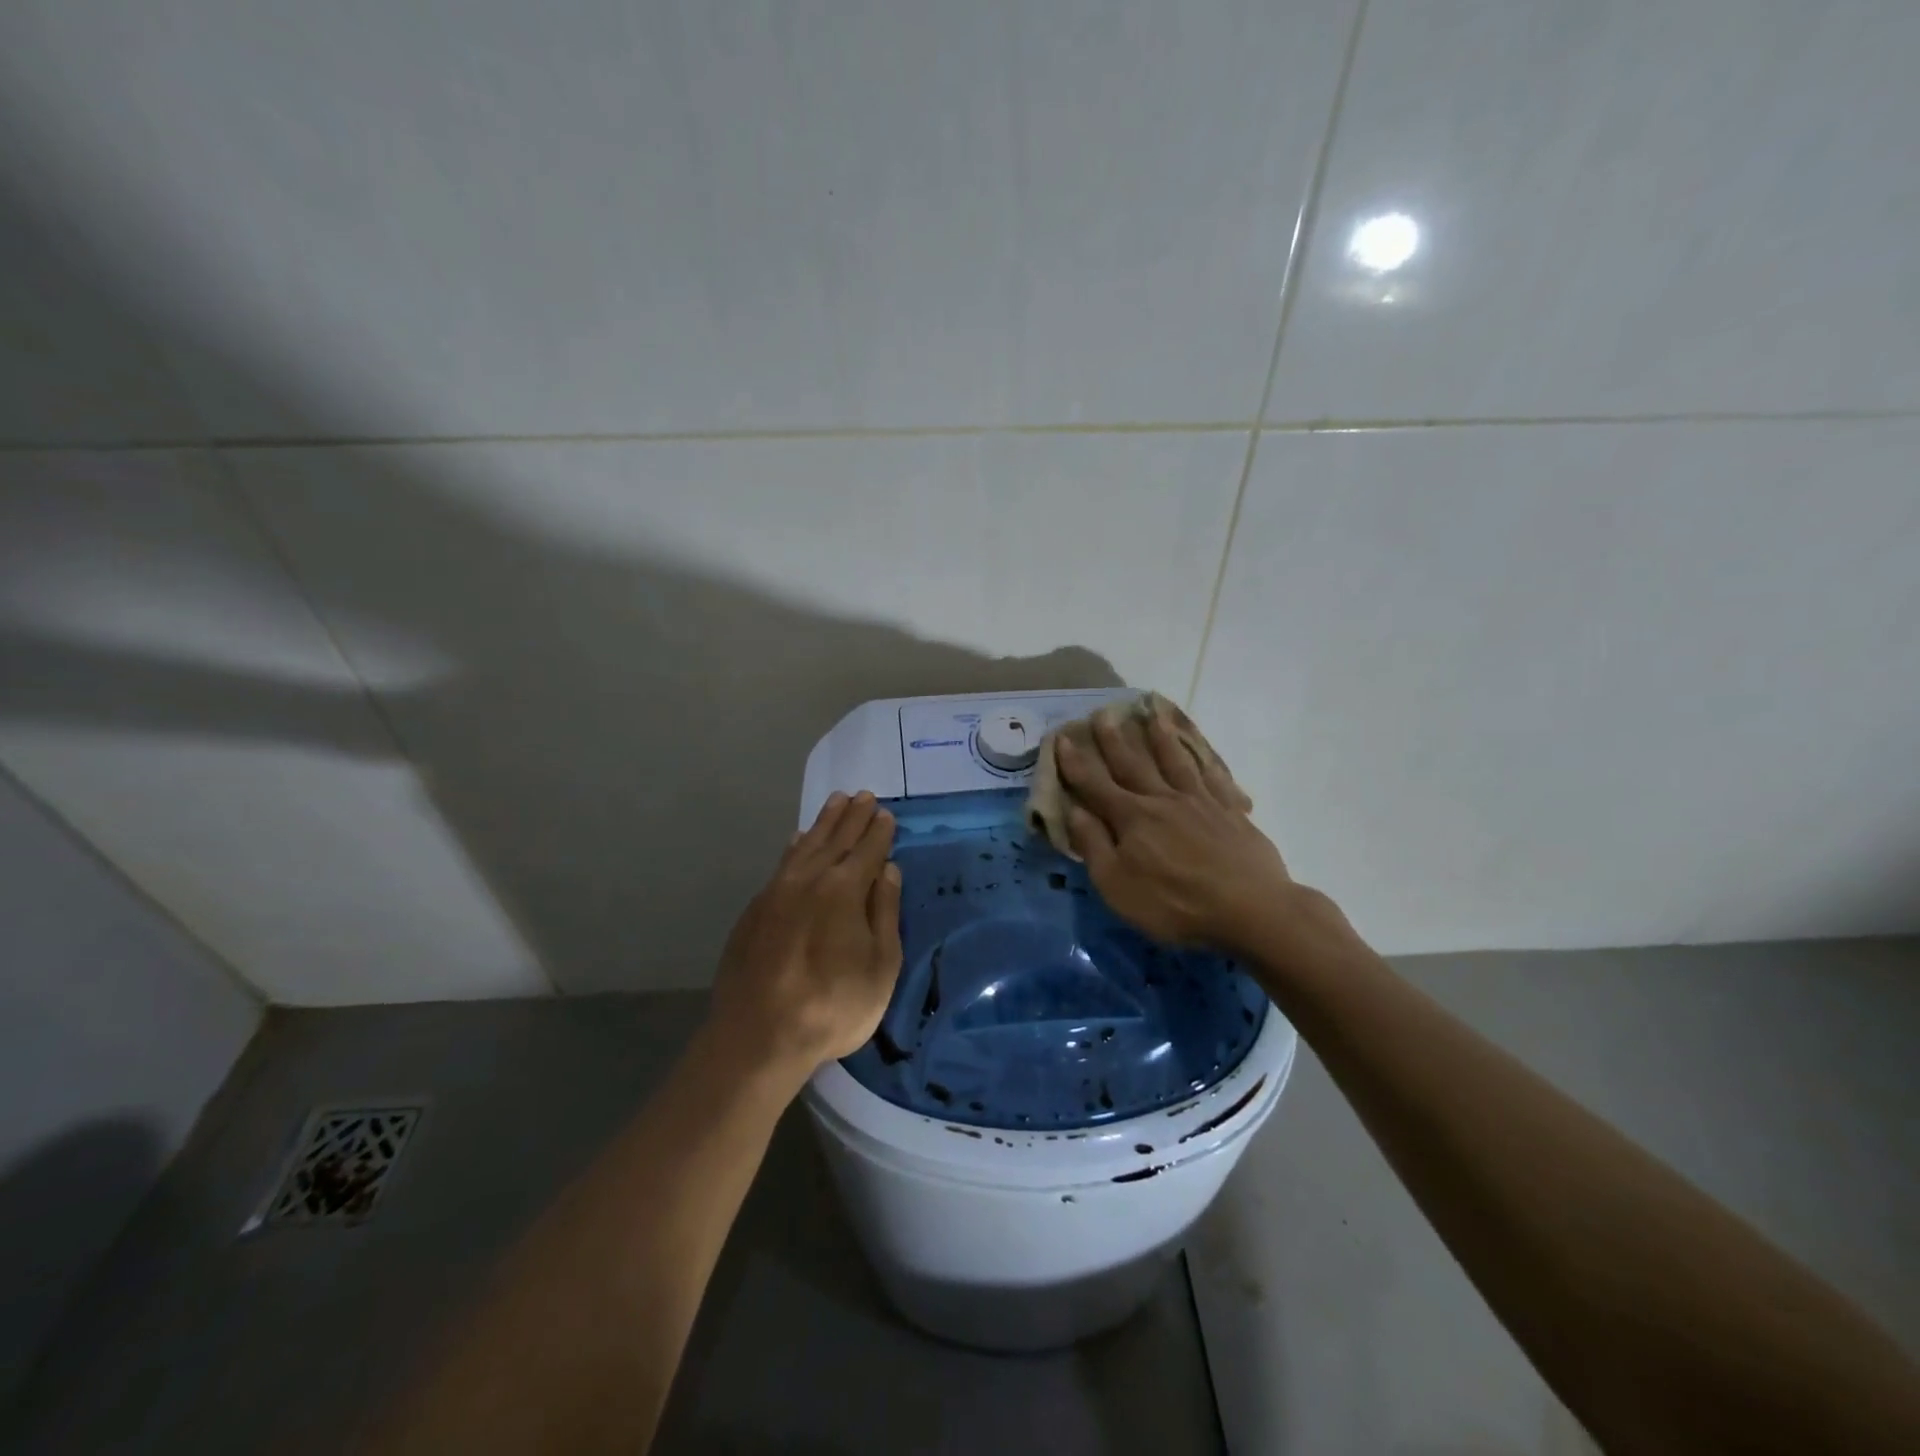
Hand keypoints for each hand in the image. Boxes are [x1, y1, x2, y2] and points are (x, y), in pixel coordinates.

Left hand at [708, 791, 902, 1080]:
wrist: (757, 1036)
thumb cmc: (832, 1006)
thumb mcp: (880, 966)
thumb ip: (884, 912)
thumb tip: (888, 870)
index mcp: (844, 890)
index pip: (867, 850)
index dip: (878, 831)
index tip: (885, 813)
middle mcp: (809, 880)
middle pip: (835, 839)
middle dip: (852, 816)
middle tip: (863, 795)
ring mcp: (776, 892)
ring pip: (805, 846)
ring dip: (822, 823)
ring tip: (835, 803)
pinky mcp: (755, 910)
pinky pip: (781, 864)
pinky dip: (795, 846)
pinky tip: (798, 840)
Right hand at [1056, 705, 1292, 950]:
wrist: (1251, 909)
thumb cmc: (1175, 904)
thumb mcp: (1117, 885)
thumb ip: (1094, 845)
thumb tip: (1074, 810)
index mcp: (1132, 818)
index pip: (1096, 785)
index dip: (1076, 762)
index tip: (1062, 737)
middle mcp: (1163, 800)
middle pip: (1133, 764)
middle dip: (1114, 740)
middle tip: (1103, 713)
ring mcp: (1200, 802)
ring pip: (1175, 761)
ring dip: (1160, 738)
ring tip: (1153, 715)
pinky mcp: (1231, 812)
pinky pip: (1213, 777)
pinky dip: (1204, 760)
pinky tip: (1201, 753)